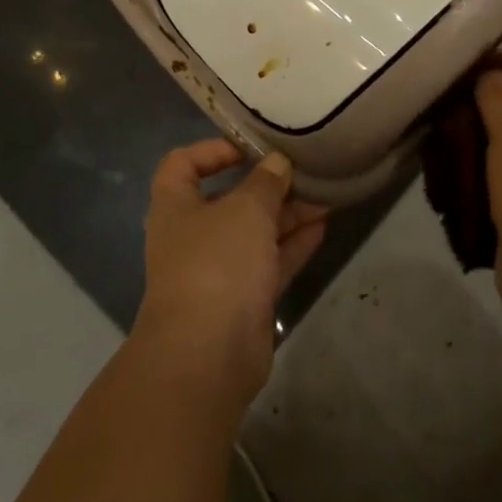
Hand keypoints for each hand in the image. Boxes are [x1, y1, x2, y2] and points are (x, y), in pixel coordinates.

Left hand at [135, 139, 327, 409]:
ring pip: (254, 232)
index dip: (213, 149)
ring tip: (325, 195)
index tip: (252, 146)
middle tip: (303, 170)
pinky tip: (323, 226)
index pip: (183, 164)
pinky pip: (269, 262)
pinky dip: (293, 244)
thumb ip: (265, 181)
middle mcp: (192, 235)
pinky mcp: (242, 300)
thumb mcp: (245, 209)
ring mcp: (217, 270)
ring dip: (287, 214)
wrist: (208, 355)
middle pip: (228, 199)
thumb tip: (277, 162)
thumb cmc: (217, 263)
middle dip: (266, 185)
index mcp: (176, 206)